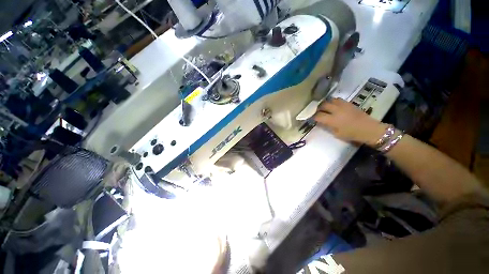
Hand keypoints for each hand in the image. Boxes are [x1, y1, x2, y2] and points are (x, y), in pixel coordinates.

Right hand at [313, 98, 386, 145]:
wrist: (369, 129)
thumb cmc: (352, 134)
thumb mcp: (336, 134)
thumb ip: (327, 126)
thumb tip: (321, 122)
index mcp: (332, 120)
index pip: (318, 116)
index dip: (313, 117)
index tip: (311, 118)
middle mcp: (336, 110)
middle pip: (323, 105)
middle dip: (318, 108)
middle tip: (316, 111)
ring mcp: (343, 105)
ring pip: (330, 100)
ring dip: (325, 103)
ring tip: (324, 107)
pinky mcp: (349, 103)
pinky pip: (338, 99)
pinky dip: (333, 102)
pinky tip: (333, 105)